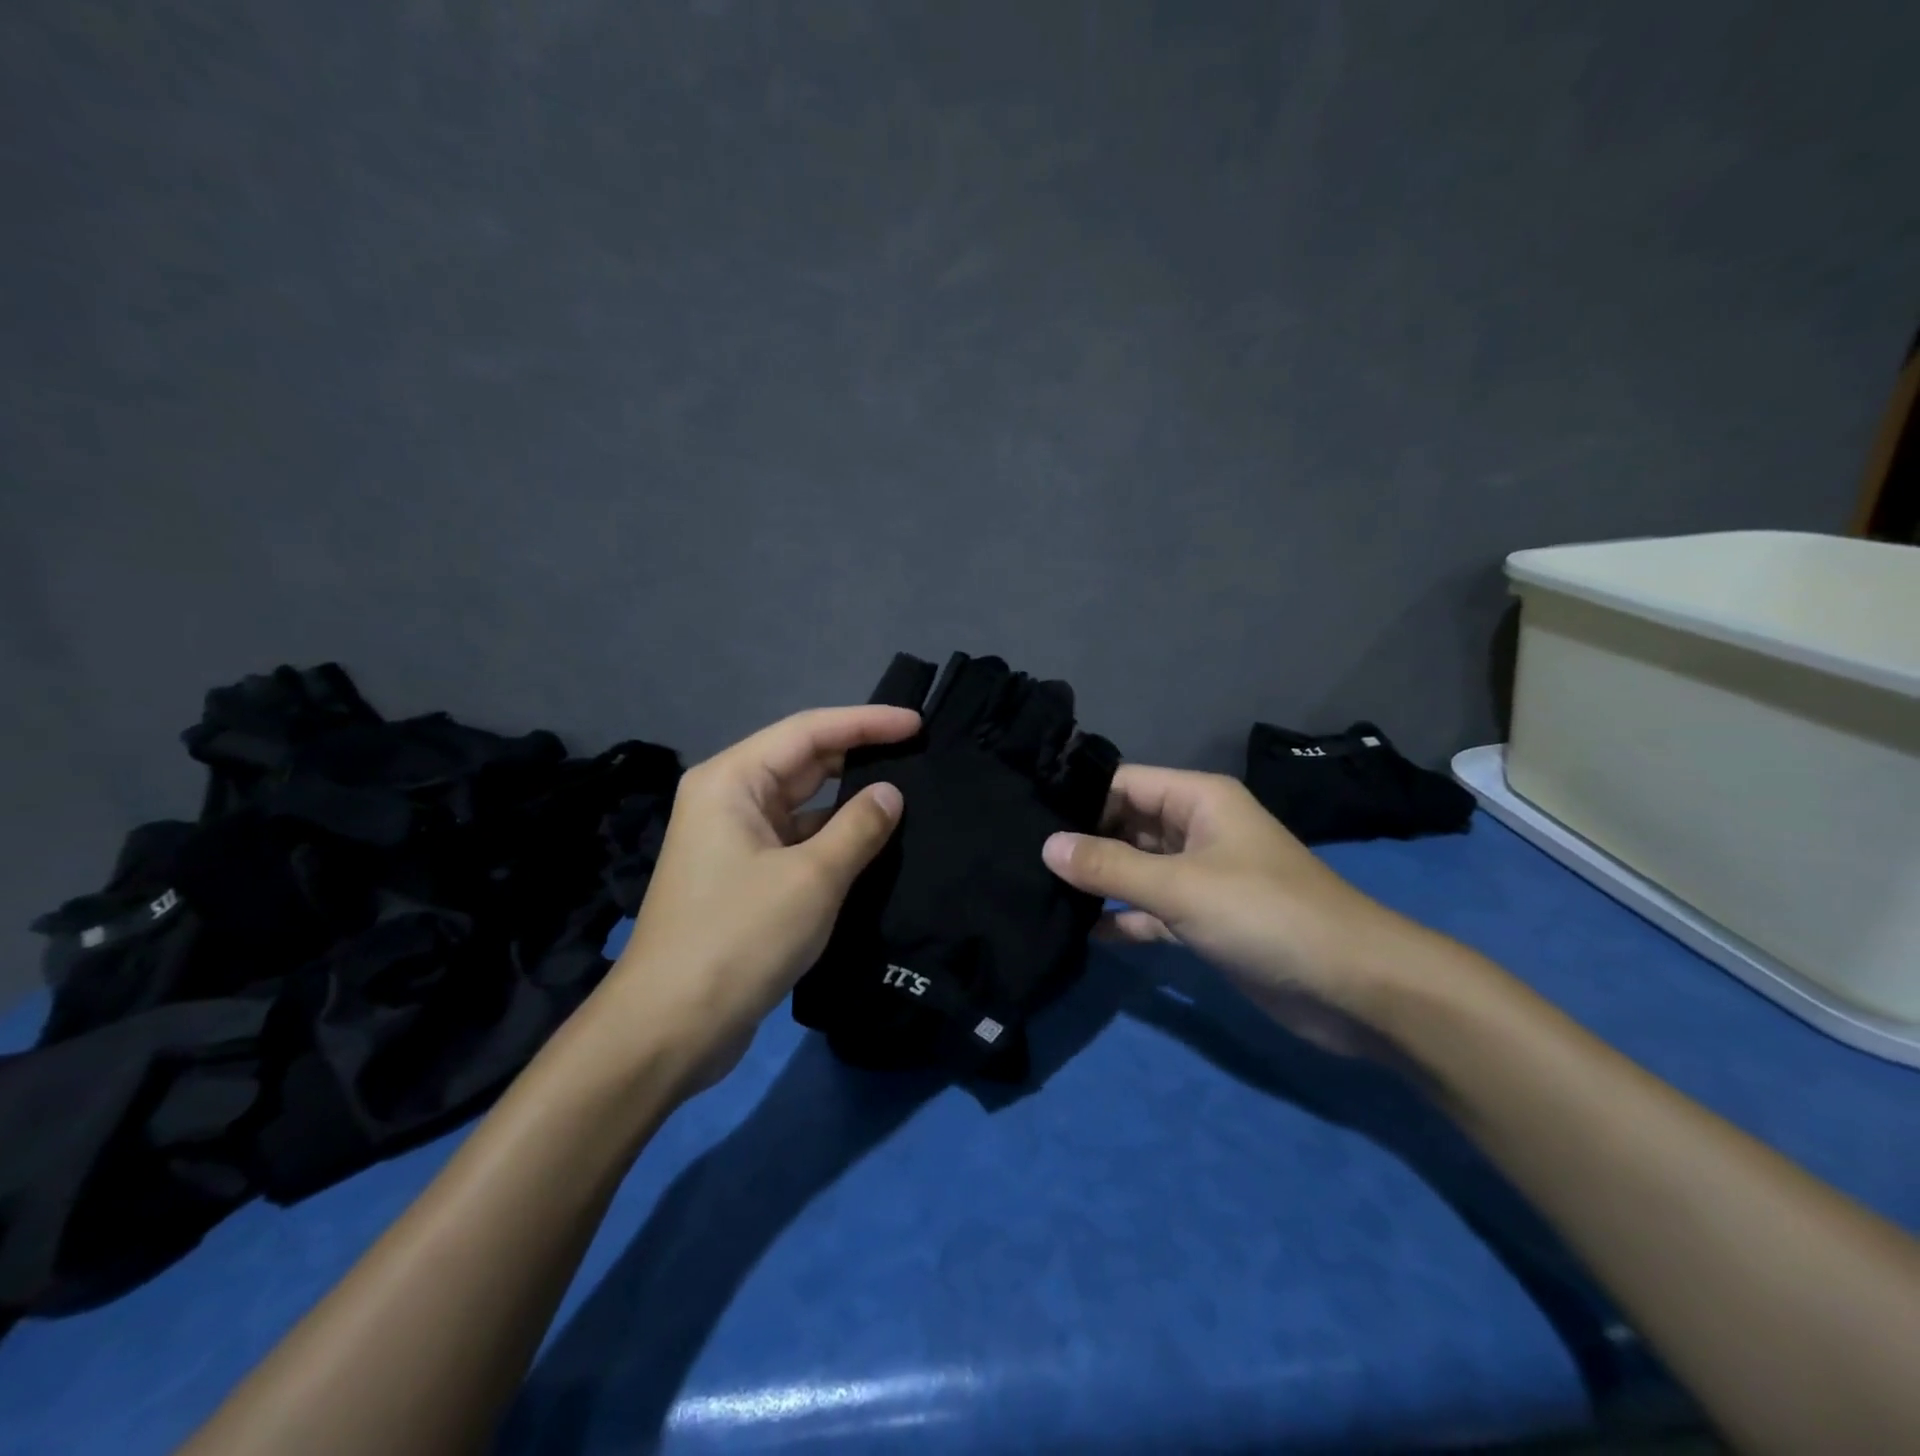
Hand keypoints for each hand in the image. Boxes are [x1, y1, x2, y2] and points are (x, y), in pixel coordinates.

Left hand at [598, 705, 917, 1090]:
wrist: (670, 1028)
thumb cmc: (739, 939)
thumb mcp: (812, 879)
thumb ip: (859, 828)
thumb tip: (891, 793)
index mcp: (732, 781)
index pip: (810, 731)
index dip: (866, 722)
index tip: (917, 724)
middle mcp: (729, 799)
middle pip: (804, 761)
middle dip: (860, 755)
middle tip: (920, 754)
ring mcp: (734, 839)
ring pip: (803, 803)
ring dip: (849, 800)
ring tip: (908, 794)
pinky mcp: (744, 876)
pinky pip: (797, 839)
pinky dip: (834, 837)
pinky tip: (874, 843)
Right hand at [1041, 766, 1429, 1053]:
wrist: (1355, 988)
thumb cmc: (1266, 915)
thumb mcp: (1180, 886)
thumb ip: (1110, 866)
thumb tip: (1045, 845)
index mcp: (1198, 800)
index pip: (1122, 783)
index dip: (1076, 797)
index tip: (1023, 814)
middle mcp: (1196, 829)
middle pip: (1126, 824)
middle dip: (1081, 841)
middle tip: (1020, 856)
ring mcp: (1200, 876)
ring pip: (1136, 869)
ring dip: (1098, 881)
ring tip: (1036, 890)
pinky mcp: (1204, 920)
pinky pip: (1150, 910)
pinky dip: (1123, 919)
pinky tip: (1081, 932)